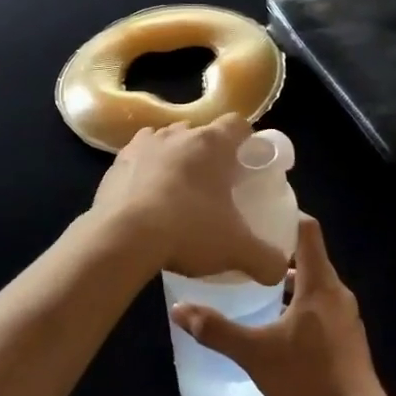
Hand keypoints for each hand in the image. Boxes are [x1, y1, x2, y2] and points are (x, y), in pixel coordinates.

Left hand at [92, 116, 287, 283]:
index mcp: (212, 143)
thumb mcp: (236, 250)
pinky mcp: (116, 163)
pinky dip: (146, 172)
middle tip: (216, 186)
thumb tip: (279, 270)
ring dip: (176, 159)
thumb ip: (266, 259)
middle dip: (209, 154)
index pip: (238, 125)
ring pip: (167, 142)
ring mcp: (143, 145)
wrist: (122, 238)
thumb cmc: (188, 230)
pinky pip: (138, 160)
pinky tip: (148, 200)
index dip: (246, 141)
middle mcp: (177, 134)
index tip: (248, 164)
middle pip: (201, 133)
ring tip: (179, 192)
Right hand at [169, 215, 388, 395]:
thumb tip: (178, 309)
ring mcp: (345, 314)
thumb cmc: (308, 377)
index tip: (257, 212)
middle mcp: (336, 291)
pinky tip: (274, 320)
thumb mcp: (255, 353)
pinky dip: (297, 301)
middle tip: (242, 247)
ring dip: (286, 278)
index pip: (307, 229)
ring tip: (252, 281)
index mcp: (319, 282)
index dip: (286, 214)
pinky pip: (319, 304)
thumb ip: (216, 330)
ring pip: (313, 282)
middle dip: (276, 249)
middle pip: (308, 255)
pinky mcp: (346, 336)